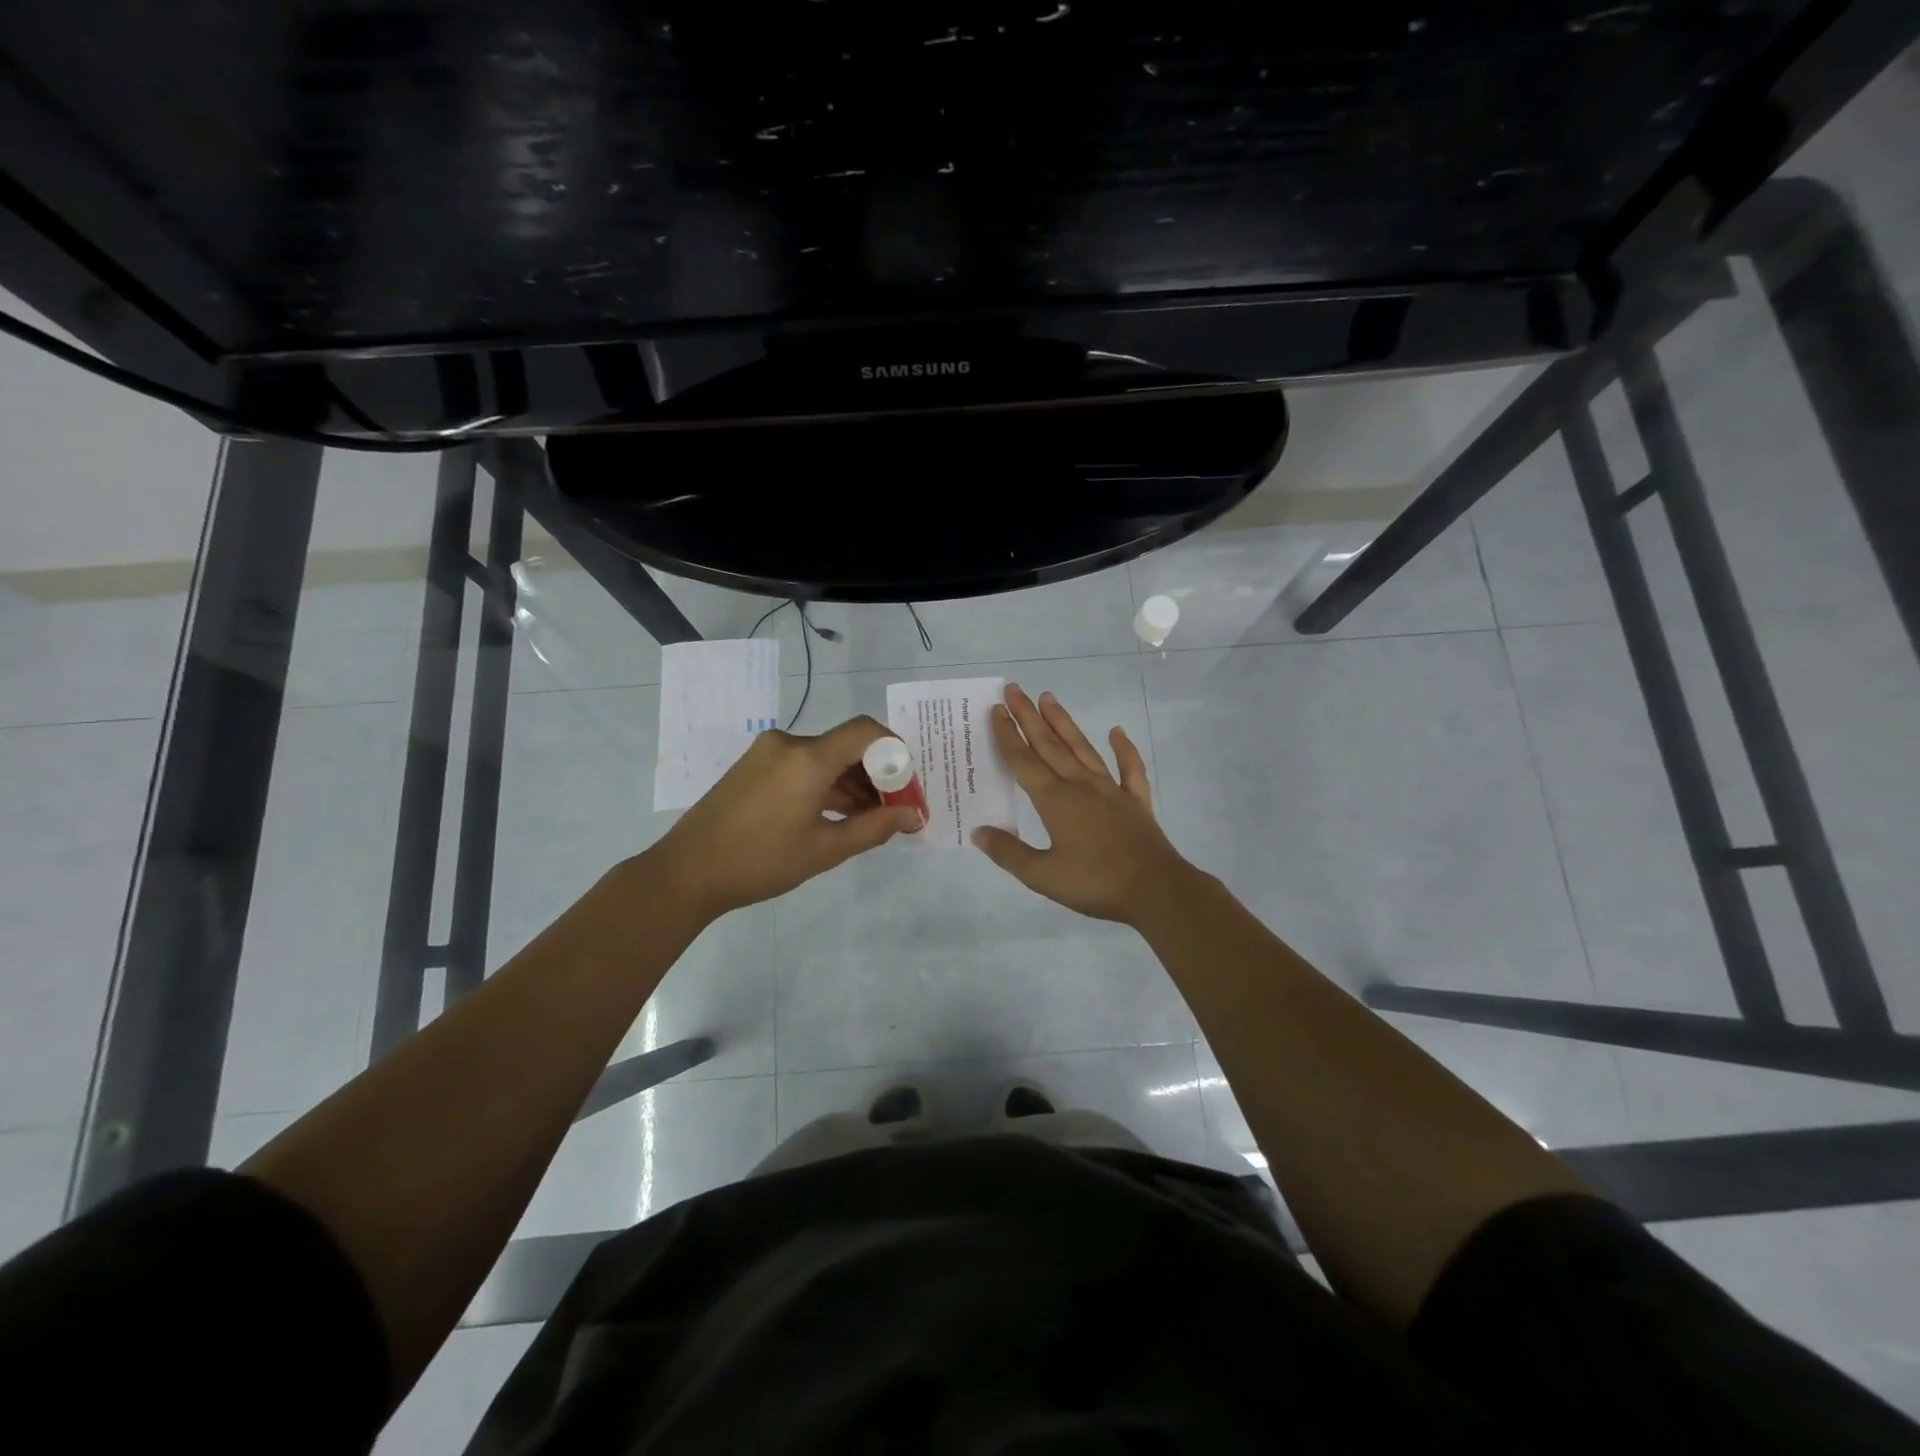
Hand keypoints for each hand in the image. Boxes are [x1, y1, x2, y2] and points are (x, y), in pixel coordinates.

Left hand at [649, 716, 922, 917]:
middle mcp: (789, 744)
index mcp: (808, 758)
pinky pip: (802, 766)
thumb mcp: (825, 849)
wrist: (687, 872)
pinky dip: (825, 784)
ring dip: (850, 783)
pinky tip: (837, 814)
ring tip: (870, 819)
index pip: (866, 731)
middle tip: (895, 808)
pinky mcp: (754, 766)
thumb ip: (875, 827)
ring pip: (824, 758)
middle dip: (877, 774)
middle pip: (846, 746)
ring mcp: (767, 753)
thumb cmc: (761, 861)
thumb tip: (914, 815)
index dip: (896, 750)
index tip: (908, 783)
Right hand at [973, 684, 1193, 923]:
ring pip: (1083, 748)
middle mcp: (1080, 786)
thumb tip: (978, 831)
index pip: (1024, 762)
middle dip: (1029, 717)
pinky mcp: (1136, 801)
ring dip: (1064, 723)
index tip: (996, 710)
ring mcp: (1111, 790)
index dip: (1008, 735)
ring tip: (1049, 698)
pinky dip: (1124, 749)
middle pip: (1050, 745)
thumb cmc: (1095, 883)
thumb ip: (1009, 853)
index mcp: (1055, 801)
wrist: (1156, 890)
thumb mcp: (1043, 876)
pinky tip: (1117, 732)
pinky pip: (1129, 768)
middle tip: (1014, 689)